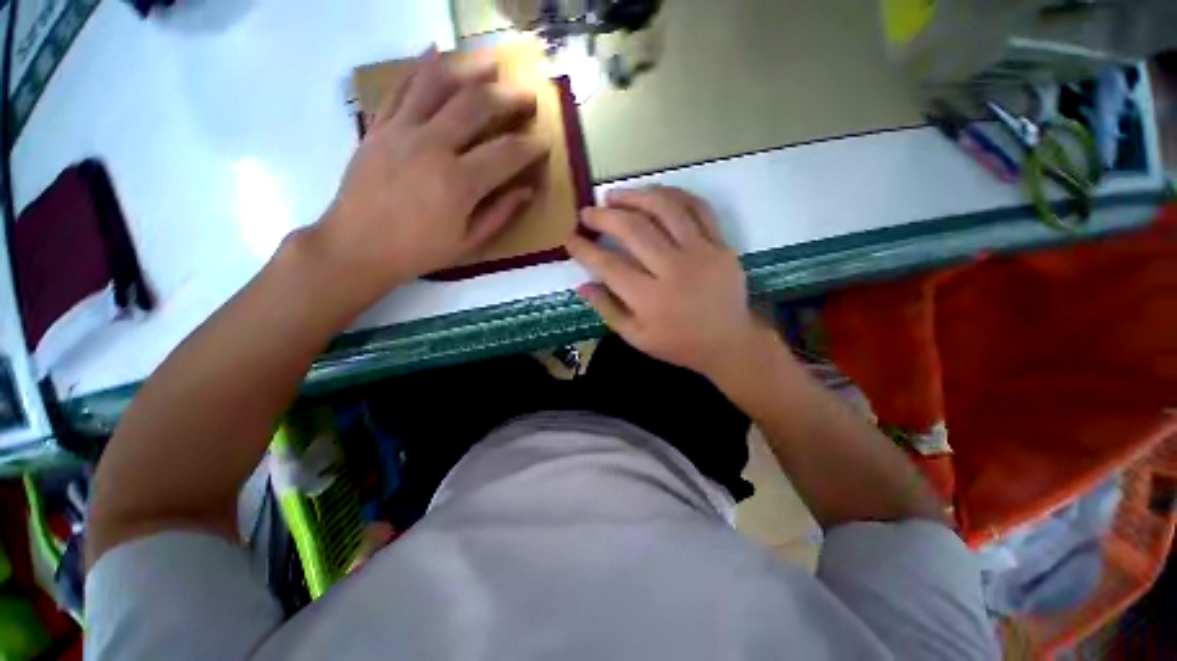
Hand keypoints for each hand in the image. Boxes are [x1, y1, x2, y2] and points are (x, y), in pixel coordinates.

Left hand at [314, 49, 548, 300]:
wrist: (357, 246)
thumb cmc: (419, 251)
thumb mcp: (468, 242)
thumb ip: (500, 214)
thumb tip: (527, 191)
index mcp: (459, 182)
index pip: (506, 153)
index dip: (531, 147)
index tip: (544, 144)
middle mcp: (432, 146)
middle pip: (477, 105)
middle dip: (509, 97)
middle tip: (527, 97)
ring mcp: (402, 130)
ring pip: (439, 84)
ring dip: (470, 68)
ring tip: (492, 63)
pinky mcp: (380, 126)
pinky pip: (401, 87)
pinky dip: (420, 67)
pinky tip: (436, 51)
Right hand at [566, 186, 767, 380]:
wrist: (729, 342)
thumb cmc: (678, 344)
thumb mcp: (636, 337)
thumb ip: (608, 310)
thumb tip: (582, 285)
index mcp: (650, 299)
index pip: (608, 266)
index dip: (585, 249)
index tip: (570, 239)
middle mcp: (674, 271)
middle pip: (633, 230)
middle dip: (603, 217)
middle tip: (587, 212)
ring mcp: (701, 253)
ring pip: (665, 210)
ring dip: (635, 196)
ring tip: (614, 195)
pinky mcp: (721, 244)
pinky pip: (698, 208)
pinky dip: (674, 194)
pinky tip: (655, 193)